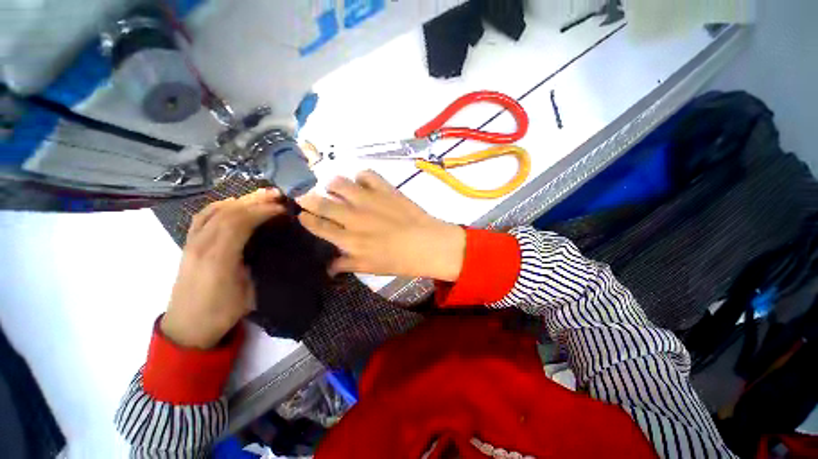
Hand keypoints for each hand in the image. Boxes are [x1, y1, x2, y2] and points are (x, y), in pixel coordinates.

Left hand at [161, 189, 285, 348]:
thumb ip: (259, 265)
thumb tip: (276, 244)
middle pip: (227, 212)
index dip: (263, 212)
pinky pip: (203, 216)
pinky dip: (222, 205)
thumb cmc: (221, 313)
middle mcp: (201, 245)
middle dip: (255, 200)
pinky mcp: (189, 244)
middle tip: (277, 195)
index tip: (283, 209)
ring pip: (214, 210)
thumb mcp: (249, 293)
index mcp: (218, 259)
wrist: (187, 327)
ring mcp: (191, 243)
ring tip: (261, 196)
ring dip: (240, 200)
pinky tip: (235, 205)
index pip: (239, 223)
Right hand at [297, 171, 465, 280]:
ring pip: (338, 183)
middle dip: (308, 198)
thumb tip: (328, 268)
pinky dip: (361, 176)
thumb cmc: (399, 261)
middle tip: (308, 197)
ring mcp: (368, 200)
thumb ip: (346, 265)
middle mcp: (353, 217)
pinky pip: (365, 174)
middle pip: (320, 202)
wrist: (427, 244)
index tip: (302, 214)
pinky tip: (363, 183)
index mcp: (348, 240)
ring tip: (336, 189)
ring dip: (332, 184)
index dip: (305, 218)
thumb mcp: (370, 268)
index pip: (317, 225)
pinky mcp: (384, 188)